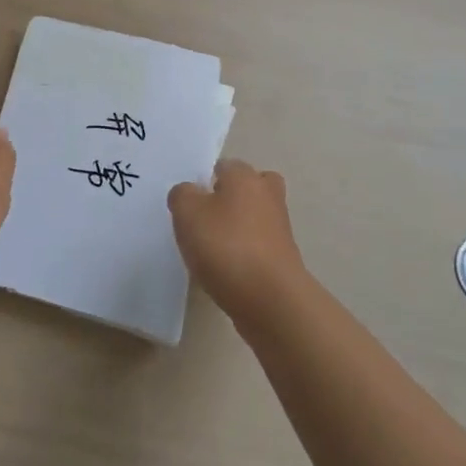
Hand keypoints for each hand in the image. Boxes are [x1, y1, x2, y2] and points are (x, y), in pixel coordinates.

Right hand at [169, 159, 308, 321]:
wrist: (270, 299)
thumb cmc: (225, 246)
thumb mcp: (187, 213)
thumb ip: (182, 195)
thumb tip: (190, 193)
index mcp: (245, 177)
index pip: (224, 165)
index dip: (206, 179)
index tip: (190, 201)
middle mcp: (267, 195)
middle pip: (249, 186)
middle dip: (230, 197)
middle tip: (206, 217)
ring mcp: (279, 228)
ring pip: (255, 216)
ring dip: (237, 226)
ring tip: (210, 247)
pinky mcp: (283, 257)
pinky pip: (258, 244)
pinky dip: (244, 251)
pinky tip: (225, 268)